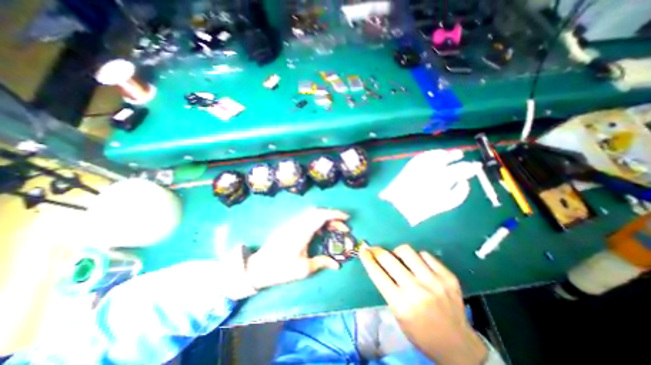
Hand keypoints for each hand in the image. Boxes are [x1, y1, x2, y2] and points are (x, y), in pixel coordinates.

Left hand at [246, 208, 348, 289]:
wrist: (258, 267)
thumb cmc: (280, 269)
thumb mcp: (303, 269)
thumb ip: (321, 263)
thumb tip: (337, 265)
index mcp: (301, 232)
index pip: (320, 216)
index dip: (335, 214)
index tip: (346, 218)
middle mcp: (297, 223)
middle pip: (317, 212)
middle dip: (332, 216)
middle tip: (342, 227)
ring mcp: (292, 223)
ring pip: (311, 214)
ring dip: (324, 218)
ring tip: (333, 229)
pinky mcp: (289, 226)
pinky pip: (306, 218)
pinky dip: (317, 221)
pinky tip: (319, 232)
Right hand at [361, 244, 488, 364]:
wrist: (458, 346)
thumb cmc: (421, 333)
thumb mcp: (398, 315)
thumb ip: (387, 288)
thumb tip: (377, 263)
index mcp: (401, 304)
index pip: (377, 273)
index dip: (367, 259)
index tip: (363, 250)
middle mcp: (417, 290)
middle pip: (388, 258)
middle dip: (378, 251)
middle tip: (376, 251)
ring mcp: (434, 281)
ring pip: (406, 250)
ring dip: (397, 253)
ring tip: (400, 259)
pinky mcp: (448, 276)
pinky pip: (425, 255)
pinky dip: (418, 257)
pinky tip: (419, 266)